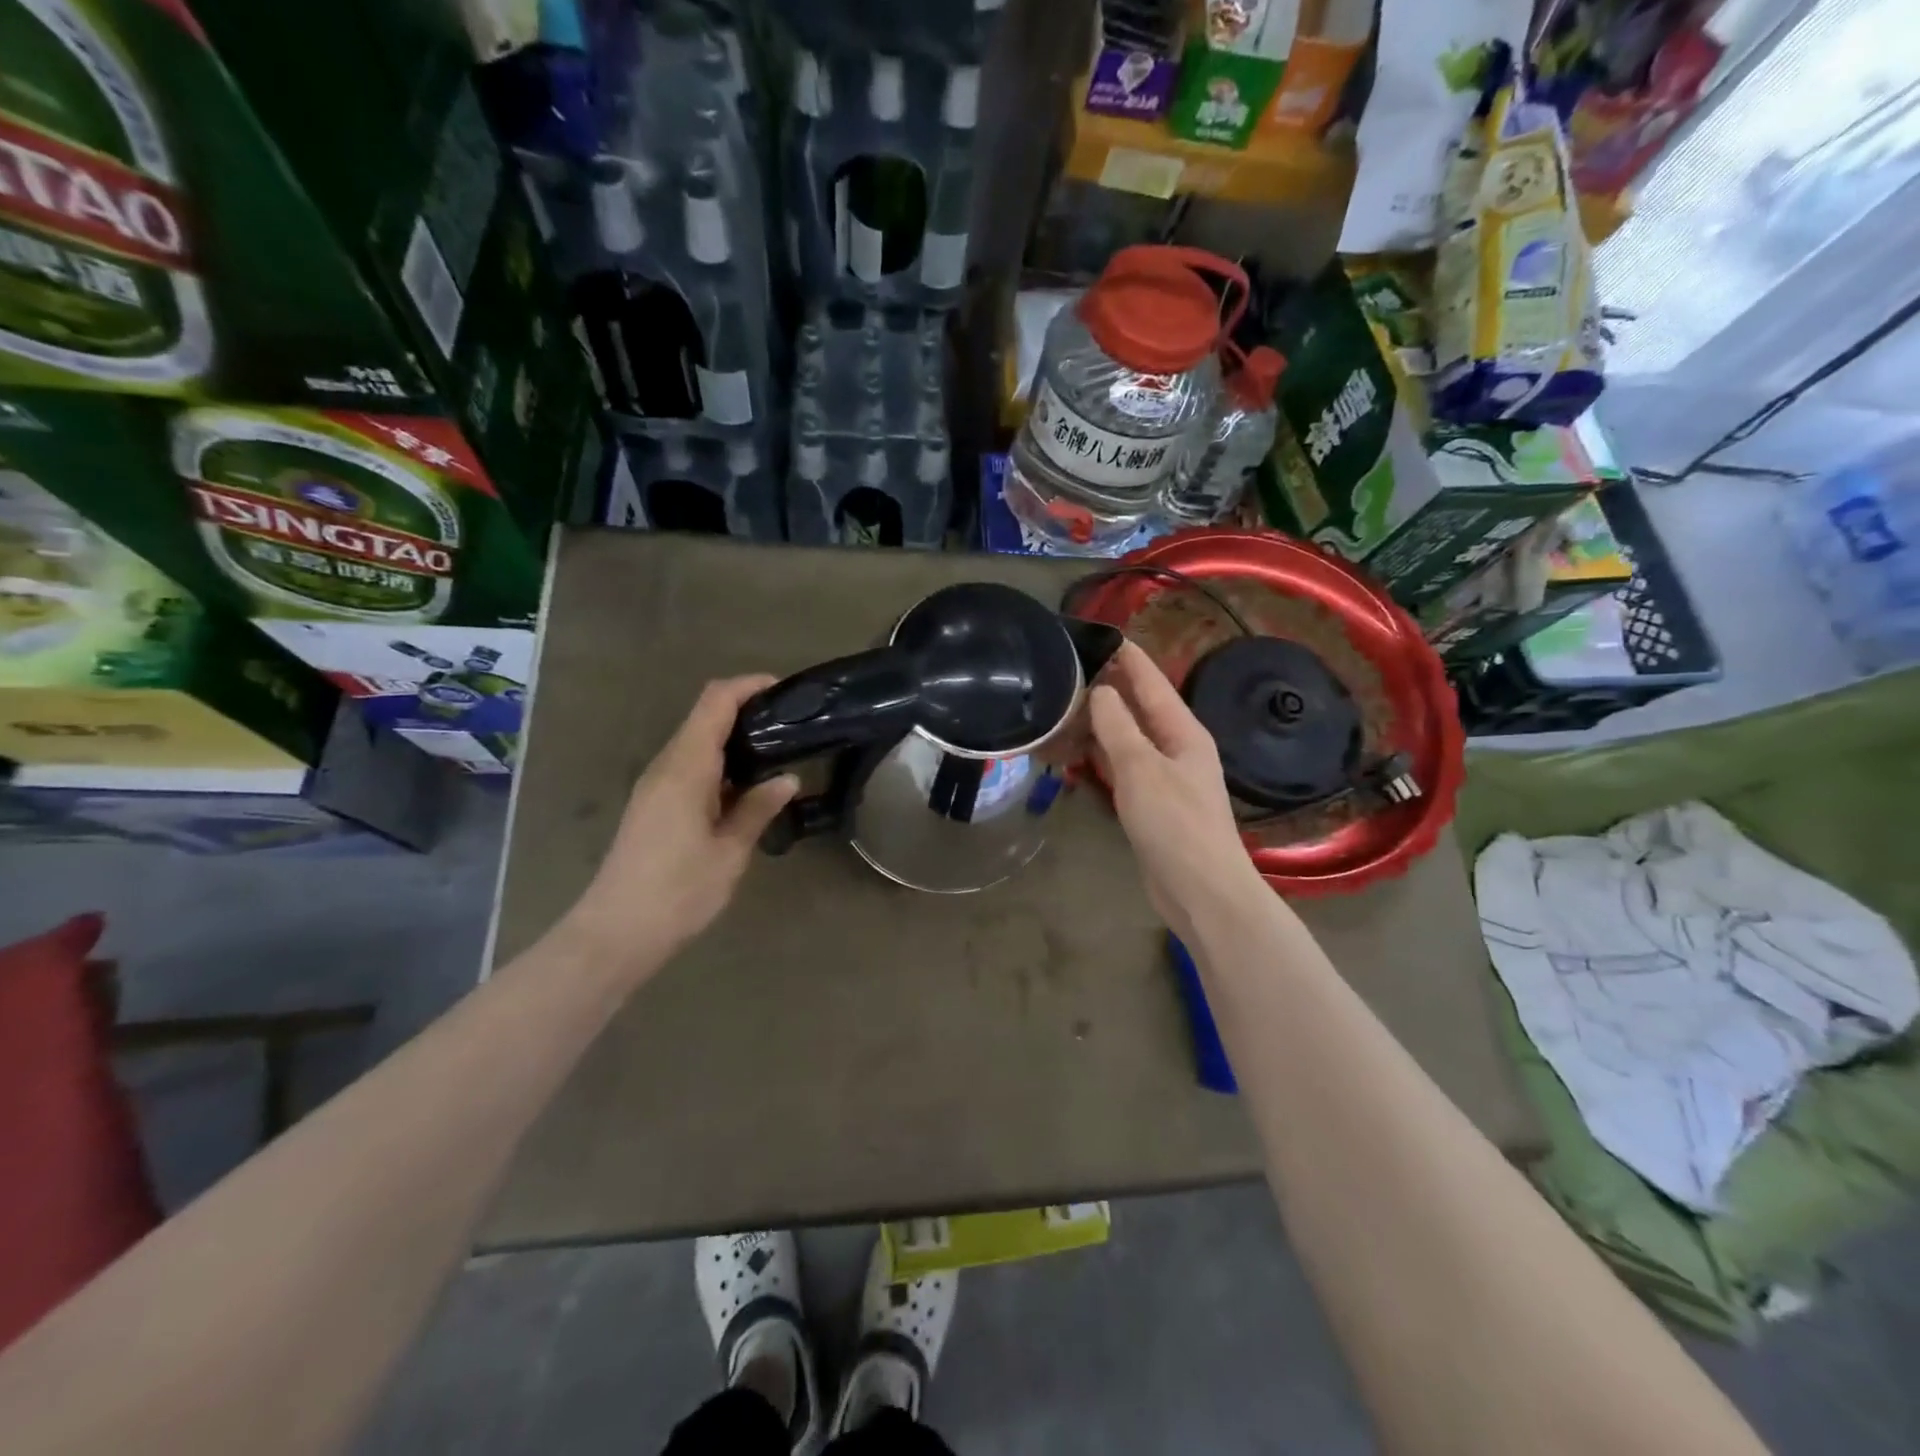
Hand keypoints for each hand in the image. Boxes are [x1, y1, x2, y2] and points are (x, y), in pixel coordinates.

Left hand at [560, 675, 797, 979]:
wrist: (615, 933)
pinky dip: (720, 763)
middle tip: (791, 726)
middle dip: (746, 710)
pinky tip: (746, 787)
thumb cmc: (678, 892)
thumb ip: (757, 809)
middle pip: (705, 716)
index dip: (748, 686)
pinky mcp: (653, 804)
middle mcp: (666, 766)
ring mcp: (655, 785)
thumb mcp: (729, 852)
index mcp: (686, 768)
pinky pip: (690, 766)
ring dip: (734, 739)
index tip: (784, 690)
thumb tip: (787, 779)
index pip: (714, 702)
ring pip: (696, 741)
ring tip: (778, 753)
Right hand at [1089, 642, 1265, 937]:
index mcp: (1183, 731)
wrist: (1200, 891)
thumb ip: (1118, 727)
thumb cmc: (1175, 824)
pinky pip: (1120, 768)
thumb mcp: (1142, 768)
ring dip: (1097, 724)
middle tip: (1064, 671)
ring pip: (1125, 738)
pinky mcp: (1150, 804)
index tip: (1097, 634)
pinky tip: (1072, 753)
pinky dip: (1097, 757)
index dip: (1126, 657)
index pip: (1151, 681)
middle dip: (1105, 688)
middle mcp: (1175, 747)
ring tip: (1060, 707)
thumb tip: (1100, 691)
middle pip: (1137, 708)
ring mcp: (1163, 777)